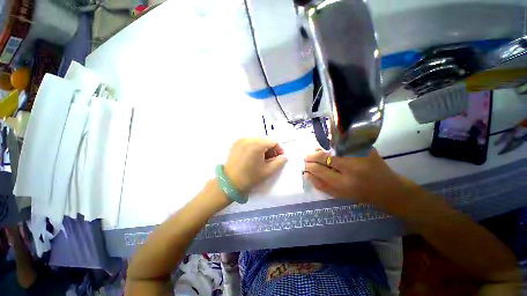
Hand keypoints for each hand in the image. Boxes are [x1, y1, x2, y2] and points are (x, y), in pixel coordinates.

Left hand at [224, 138, 287, 193]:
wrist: (229, 182)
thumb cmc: (250, 177)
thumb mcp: (268, 171)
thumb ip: (279, 162)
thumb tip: (284, 157)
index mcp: (257, 144)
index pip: (273, 142)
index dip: (279, 150)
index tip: (280, 158)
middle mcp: (248, 139)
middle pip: (265, 140)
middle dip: (271, 149)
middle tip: (272, 159)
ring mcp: (241, 140)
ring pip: (257, 140)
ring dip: (263, 148)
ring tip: (263, 159)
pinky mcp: (236, 143)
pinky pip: (249, 142)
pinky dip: (254, 147)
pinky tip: (254, 156)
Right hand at [304, 148, 417, 209]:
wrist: (388, 188)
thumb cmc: (361, 194)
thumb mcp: (339, 195)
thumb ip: (321, 185)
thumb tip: (306, 174)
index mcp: (344, 184)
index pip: (319, 170)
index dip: (309, 166)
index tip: (305, 165)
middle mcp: (352, 168)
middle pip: (324, 156)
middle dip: (311, 156)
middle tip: (306, 156)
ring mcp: (360, 156)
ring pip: (332, 147)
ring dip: (320, 149)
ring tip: (315, 152)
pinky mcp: (366, 148)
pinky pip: (343, 143)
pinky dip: (332, 144)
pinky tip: (328, 148)